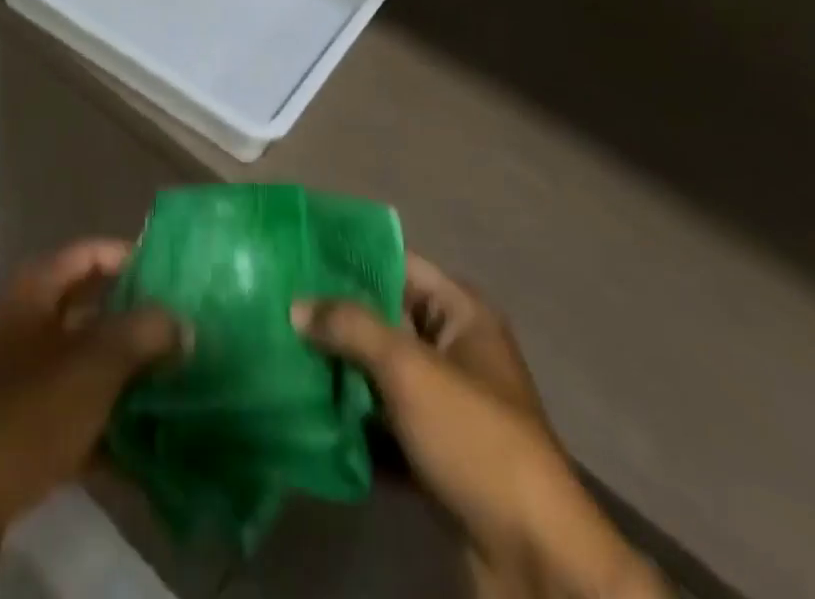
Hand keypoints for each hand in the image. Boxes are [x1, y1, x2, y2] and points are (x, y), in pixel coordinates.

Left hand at [0, 237, 183, 522]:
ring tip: (178, 391)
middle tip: (187, 336)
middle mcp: (24, 324)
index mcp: (34, 290)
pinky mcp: (18, 432)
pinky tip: (147, 455)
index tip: (177, 278)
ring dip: (126, 380)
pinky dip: (105, 431)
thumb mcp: (93, 363)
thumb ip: (144, 333)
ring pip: (84, 367)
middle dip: (137, 324)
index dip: (132, 258)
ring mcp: (18, 380)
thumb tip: (181, 321)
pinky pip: (72, 418)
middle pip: (91, 311)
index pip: (91, 253)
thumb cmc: (24, 412)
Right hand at [296, 254, 666, 598]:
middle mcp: (455, 351)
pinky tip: (308, 416)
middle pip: (385, 319)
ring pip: (380, 374)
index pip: (398, 264)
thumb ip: (350, 327)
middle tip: (280, 308)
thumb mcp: (408, 369)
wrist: (534, 560)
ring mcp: (446, 406)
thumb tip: (297, 304)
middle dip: (336, 318)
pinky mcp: (435, 456)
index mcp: (462, 314)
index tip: (299, 254)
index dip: (351, 257)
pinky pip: (384, 424)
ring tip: (283, 356)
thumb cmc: (474, 437)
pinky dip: (353, 423)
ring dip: (340, 372)